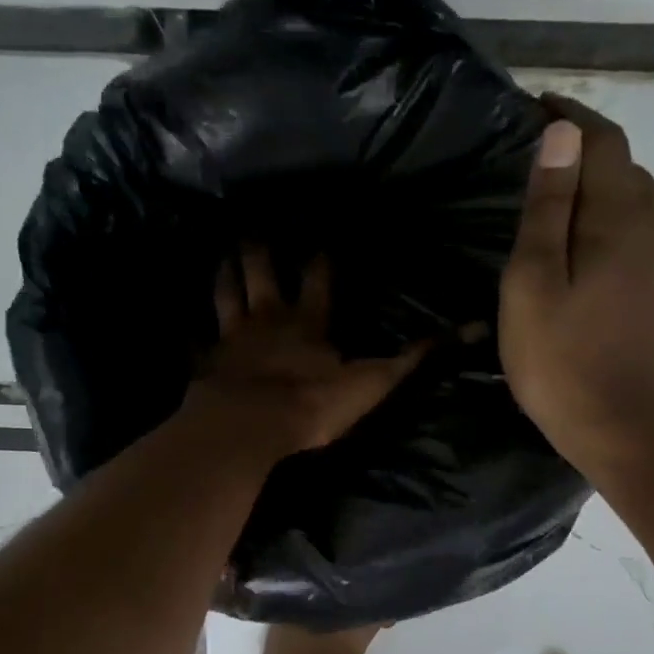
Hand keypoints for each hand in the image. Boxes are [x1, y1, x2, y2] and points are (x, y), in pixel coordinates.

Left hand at [187, 245, 428, 455]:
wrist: (251, 426)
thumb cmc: (312, 404)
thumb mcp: (372, 383)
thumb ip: (414, 358)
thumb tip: (468, 330)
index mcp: (309, 321)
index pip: (319, 277)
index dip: (321, 257)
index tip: (320, 236)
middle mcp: (268, 319)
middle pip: (262, 273)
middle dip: (261, 250)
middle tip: (255, 227)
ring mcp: (232, 338)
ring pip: (226, 295)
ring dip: (226, 275)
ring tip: (223, 255)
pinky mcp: (207, 363)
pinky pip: (197, 342)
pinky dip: (192, 334)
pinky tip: (185, 327)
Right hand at [499, 96, 653, 476]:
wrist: (635, 436)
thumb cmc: (567, 363)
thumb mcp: (534, 285)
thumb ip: (549, 208)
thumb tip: (561, 134)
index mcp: (623, 218)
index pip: (604, 141)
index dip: (571, 117)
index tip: (537, 106)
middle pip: (627, 172)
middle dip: (586, 155)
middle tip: (540, 164)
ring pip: (640, 210)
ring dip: (604, 197)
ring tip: (562, 212)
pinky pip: (648, 246)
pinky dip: (618, 234)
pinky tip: (594, 264)